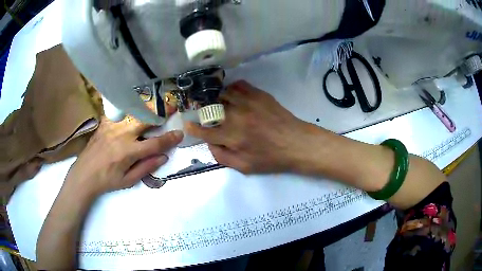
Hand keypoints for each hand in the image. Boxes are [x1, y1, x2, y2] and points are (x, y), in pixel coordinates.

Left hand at [65, 117, 182, 196]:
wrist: (84, 175)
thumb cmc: (107, 181)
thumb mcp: (128, 181)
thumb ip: (146, 167)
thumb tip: (163, 156)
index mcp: (128, 152)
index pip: (155, 143)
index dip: (169, 139)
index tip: (180, 133)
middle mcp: (121, 135)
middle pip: (145, 119)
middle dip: (160, 112)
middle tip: (171, 108)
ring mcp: (111, 126)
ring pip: (133, 111)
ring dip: (147, 108)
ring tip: (155, 106)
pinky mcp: (104, 123)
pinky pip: (118, 112)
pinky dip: (128, 109)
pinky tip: (132, 110)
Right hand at [186, 80, 310, 173]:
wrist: (296, 143)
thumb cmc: (271, 158)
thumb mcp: (245, 167)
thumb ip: (223, 157)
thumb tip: (210, 144)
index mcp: (232, 137)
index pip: (205, 131)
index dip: (194, 128)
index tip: (188, 125)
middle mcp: (236, 116)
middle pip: (210, 108)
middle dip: (203, 111)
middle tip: (204, 114)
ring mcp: (248, 102)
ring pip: (223, 94)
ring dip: (217, 99)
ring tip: (218, 104)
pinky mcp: (259, 94)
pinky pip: (239, 85)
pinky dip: (232, 89)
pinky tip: (234, 96)